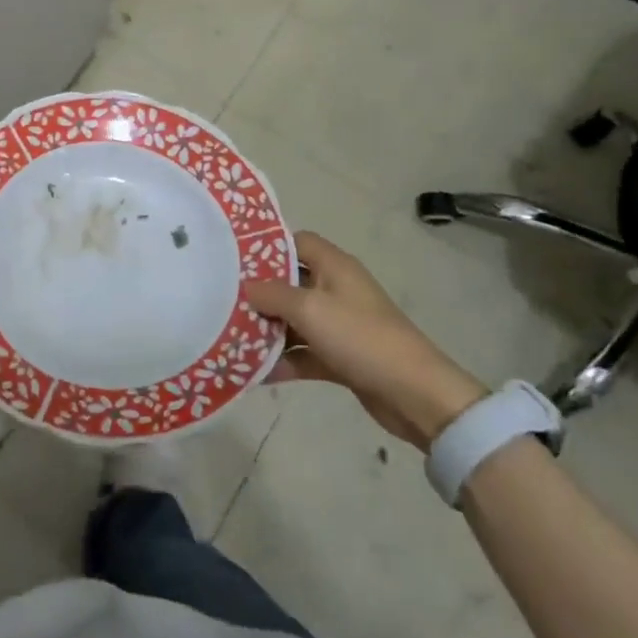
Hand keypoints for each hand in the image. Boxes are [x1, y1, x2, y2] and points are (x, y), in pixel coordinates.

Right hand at [246, 231, 487, 448]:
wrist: (415, 395)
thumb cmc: (361, 337)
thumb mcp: (310, 309)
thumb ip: (273, 294)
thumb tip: (246, 286)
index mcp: (334, 266)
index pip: (296, 242)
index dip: (266, 246)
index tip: (233, 257)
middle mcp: (336, 289)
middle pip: (290, 282)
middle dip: (259, 294)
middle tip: (222, 300)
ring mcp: (340, 324)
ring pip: (294, 320)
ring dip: (268, 330)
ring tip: (230, 337)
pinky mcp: (341, 356)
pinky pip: (304, 352)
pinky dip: (284, 360)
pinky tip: (255, 373)